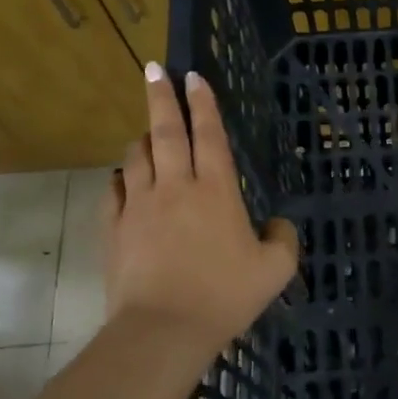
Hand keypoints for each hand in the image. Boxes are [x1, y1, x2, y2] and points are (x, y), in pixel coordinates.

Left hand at [103, 63, 298, 363]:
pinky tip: (124, 178)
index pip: (209, 135)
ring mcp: (139, 206)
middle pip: (165, 132)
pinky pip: (114, 191)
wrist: (163, 328)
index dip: (203, 103)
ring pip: (136, 157)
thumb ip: (283, 238)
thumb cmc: (224, 296)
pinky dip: (121, 178)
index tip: (193, 76)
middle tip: (154, 70)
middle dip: (161, 97)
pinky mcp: (114, 229)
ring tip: (147, 131)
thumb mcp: (275, 270)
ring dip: (142, 138)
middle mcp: (175, 187)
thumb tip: (278, 223)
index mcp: (216, 190)